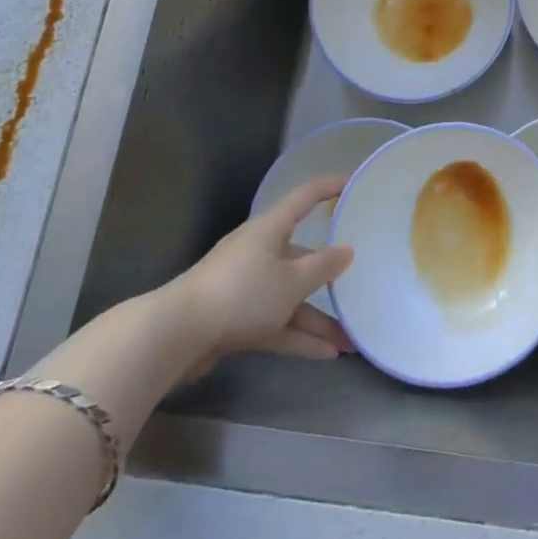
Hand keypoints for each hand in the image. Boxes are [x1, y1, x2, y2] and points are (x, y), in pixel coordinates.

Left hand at [158, 176, 355, 379]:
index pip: (305, 197)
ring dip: (319, 319)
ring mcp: (246, 286)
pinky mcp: (236, 318)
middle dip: (331, 277)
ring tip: (350, 341)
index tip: (354, 184)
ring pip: (291, 297)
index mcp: (271, 229)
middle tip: (360, 283)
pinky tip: (325, 354)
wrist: (177, 336)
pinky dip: (298, 336)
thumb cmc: (241, 293)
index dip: (330, 187)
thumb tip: (347, 250)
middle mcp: (260, 251)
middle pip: (302, 257)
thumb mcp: (292, 281)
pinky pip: (276, 323)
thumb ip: (324, 266)